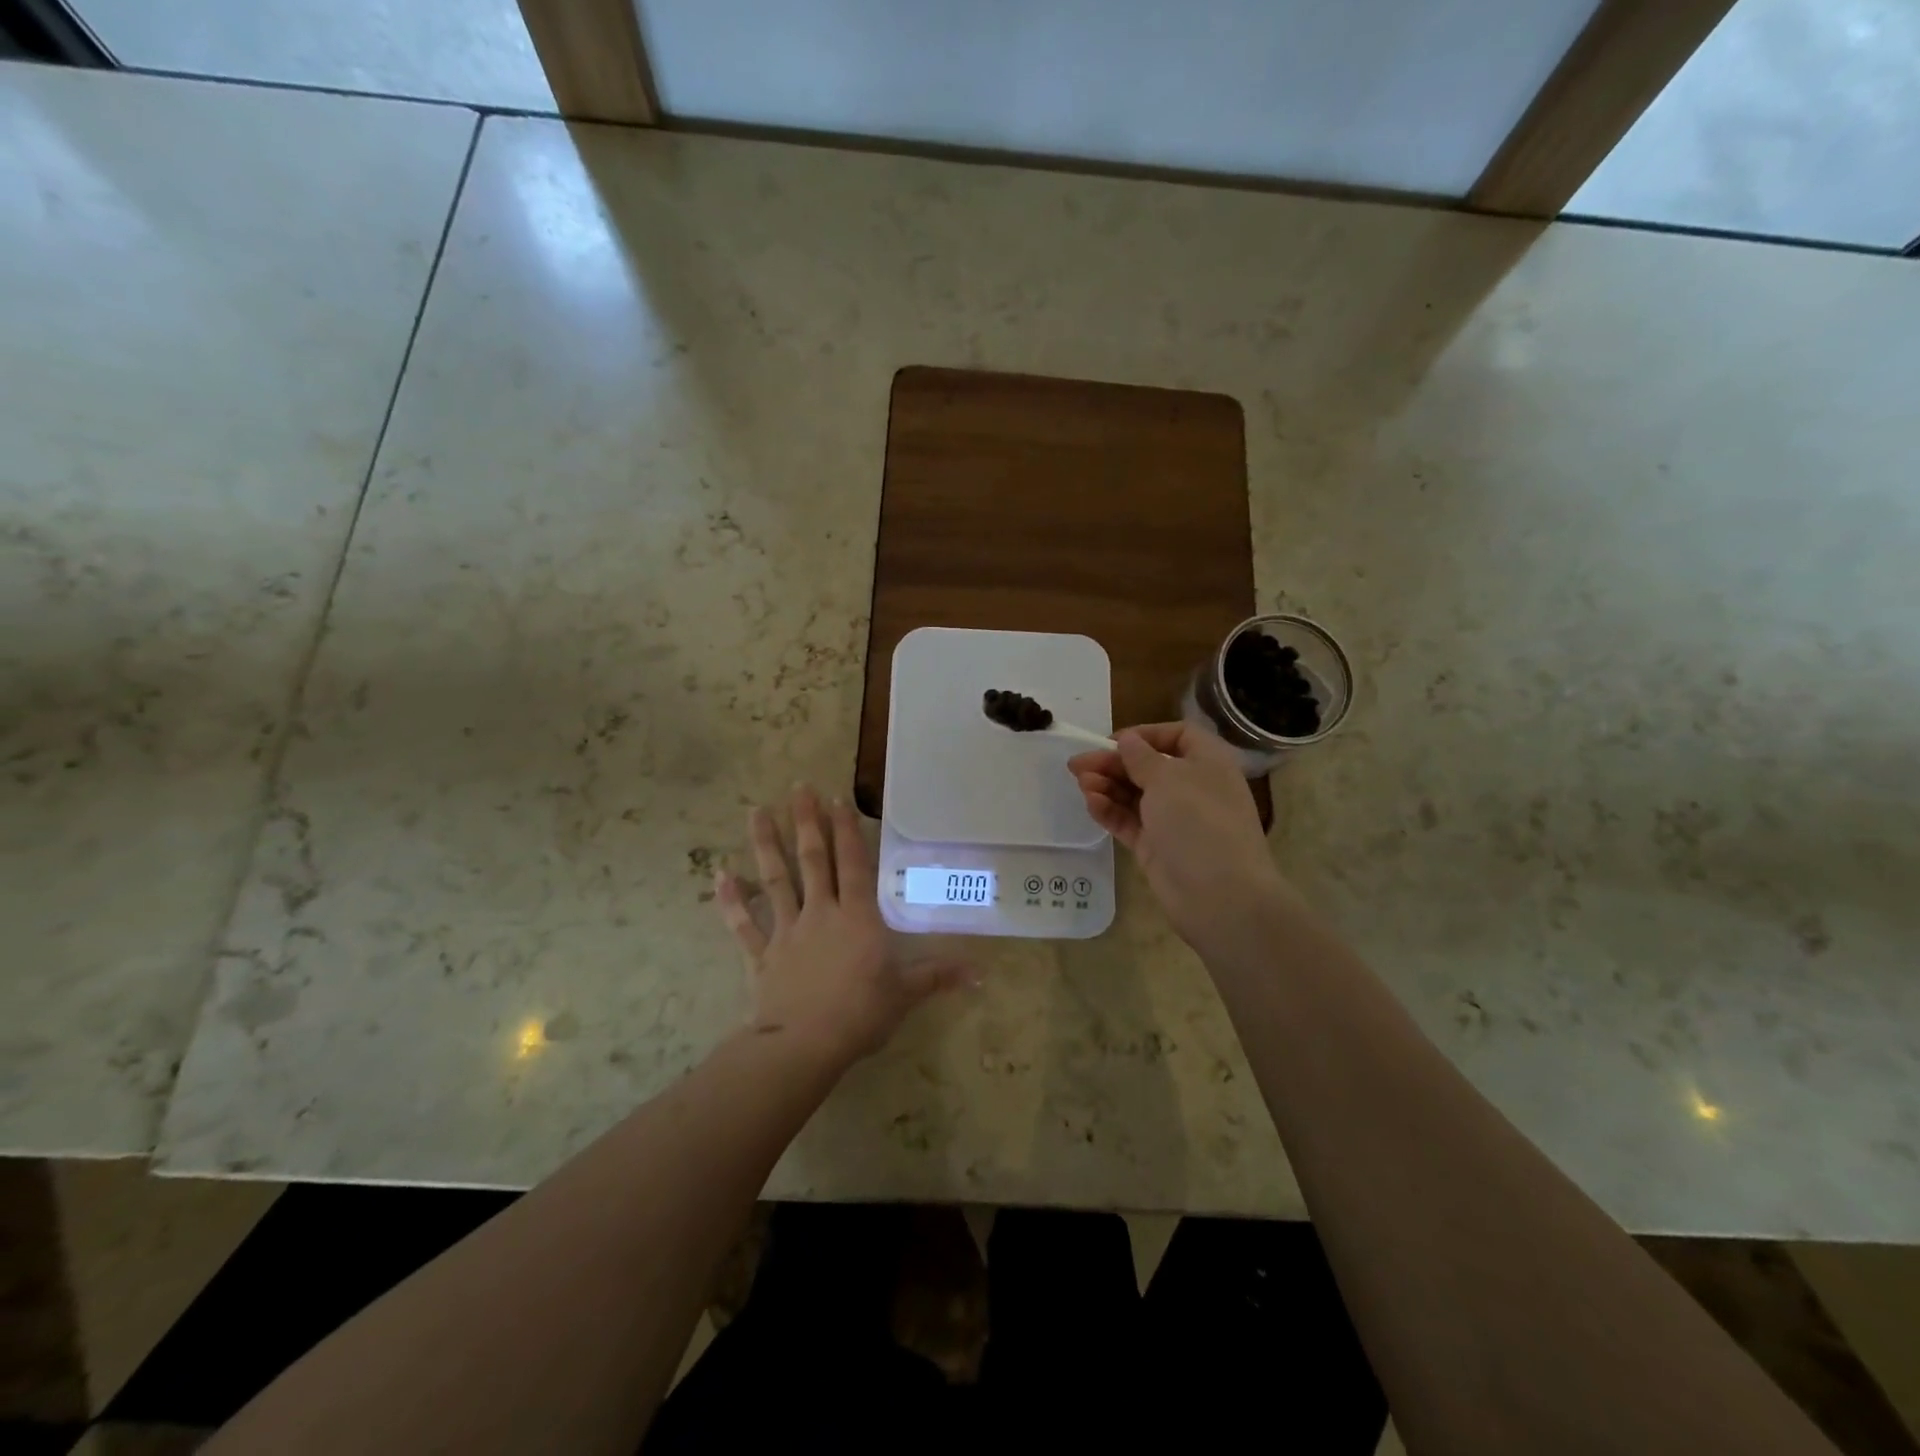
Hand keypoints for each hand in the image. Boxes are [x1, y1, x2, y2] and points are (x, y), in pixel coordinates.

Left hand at [715, 786, 973, 1067]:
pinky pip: (744, 925)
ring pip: (775, 880)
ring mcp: (787, 931)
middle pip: (812, 860)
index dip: (846, 831)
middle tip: (798, 788)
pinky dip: (731, 901)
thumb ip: (938, 976)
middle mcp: (820, 913)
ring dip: (765, 845)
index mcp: (857, 917)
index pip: (852, 864)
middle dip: (807, 822)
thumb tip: (980, 974)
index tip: (836, 799)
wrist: (804, 1045)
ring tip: (755, 811)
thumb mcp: (905, 993)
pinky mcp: (762, 955)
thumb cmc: (860, 1013)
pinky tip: (720, 876)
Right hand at [1068, 722, 1294, 952]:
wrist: (1219, 895)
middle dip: (1114, 763)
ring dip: (1107, 785)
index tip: (1114, 741)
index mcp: (1208, 764)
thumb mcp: (1168, 779)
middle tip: (1077, 764)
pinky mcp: (1157, 847)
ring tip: (1081, 783)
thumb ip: (1141, 757)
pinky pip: (1130, 822)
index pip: (1179, 736)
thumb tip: (1128, 740)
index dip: (1146, 735)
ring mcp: (1174, 821)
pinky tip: (1091, 804)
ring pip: (1135, 795)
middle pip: (1149, 767)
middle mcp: (1193, 789)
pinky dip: (1110, 811)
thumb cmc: (1199, 822)